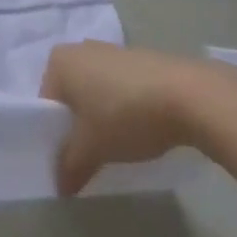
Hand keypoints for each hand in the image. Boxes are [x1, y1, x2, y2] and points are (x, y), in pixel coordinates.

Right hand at [39, 41, 210, 195]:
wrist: (191, 96)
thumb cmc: (125, 114)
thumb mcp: (92, 148)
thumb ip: (69, 166)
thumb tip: (59, 187)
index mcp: (59, 61)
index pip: (46, 104)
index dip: (55, 135)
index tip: (70, 158)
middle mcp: (81, 49)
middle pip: (71, 96)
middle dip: (80, 124)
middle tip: (93, 153)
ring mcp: (114, 50)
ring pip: (98, 91)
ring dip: (104, 116)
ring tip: (121, 145)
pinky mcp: (143, 59)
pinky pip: (123, 87)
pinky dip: (126, 107)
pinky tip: (143, 129)